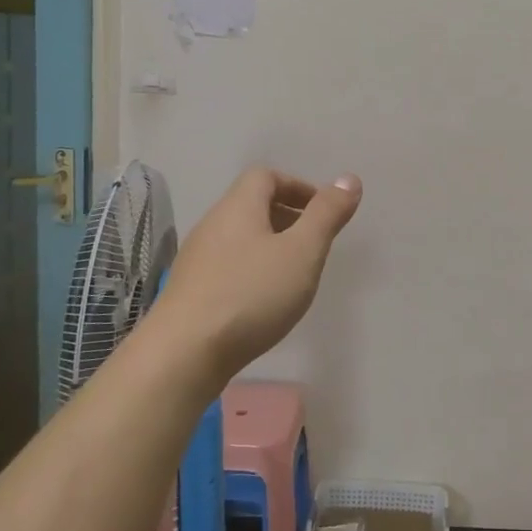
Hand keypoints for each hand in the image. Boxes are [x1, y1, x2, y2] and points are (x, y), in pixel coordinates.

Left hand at [153, 167, 361, 380]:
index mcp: (238, 207)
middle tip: (314, 243)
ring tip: (294, 274)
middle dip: (288, 216)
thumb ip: (327, 215)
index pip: (266, 176)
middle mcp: (213, 225)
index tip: (322, 212)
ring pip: (240, 237)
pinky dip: (252, 270)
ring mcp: (197, 259)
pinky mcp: (191, 291)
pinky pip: (228, 265)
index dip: (298, 186)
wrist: (182, 354)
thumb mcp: (302, 252)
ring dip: (270, 245)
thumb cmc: (251, 294)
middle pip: (252, 205)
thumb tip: (348, 179)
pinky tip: (264, 301)